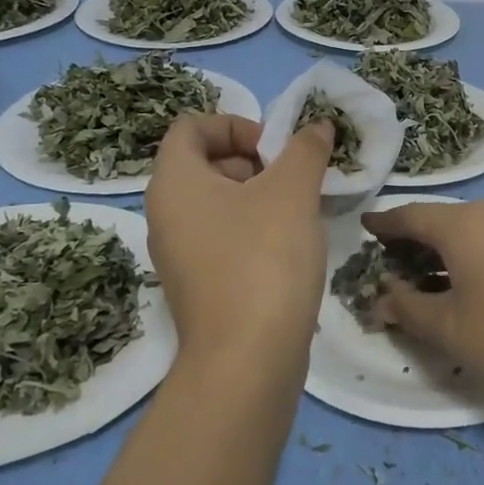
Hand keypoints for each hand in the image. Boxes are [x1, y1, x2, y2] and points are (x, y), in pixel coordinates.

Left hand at [145, 114, 332, 377]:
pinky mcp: (198, 285)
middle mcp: (165, 215)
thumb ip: (305, 149)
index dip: (236, 124)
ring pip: (218, 204)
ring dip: (260, 197)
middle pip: (205, 163)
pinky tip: (290, 248)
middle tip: (293, 180)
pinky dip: (254, 230)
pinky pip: (222, 238)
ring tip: (300, 213)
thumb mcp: (292, 191)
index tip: (275, 150)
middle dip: (254, 161)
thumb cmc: (263, 258)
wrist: (247, 360)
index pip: (191, 126)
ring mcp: (179, 254)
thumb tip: (317, 125)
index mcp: (174, 182)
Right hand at [363, 201, 483, 419]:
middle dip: (415, 241)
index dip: (385, 224)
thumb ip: (407, 308)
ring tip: (424, 278)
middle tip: (389, 265)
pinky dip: (476, 255)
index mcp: (468, 223)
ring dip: (447, 250)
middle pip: (444, 220)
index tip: (365, 229)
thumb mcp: (450, 330)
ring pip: (474, 230)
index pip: (412, 215)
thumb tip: (381, 298)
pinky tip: (467, 282)